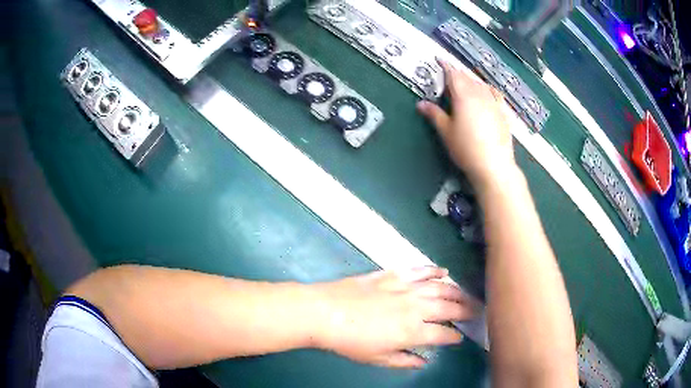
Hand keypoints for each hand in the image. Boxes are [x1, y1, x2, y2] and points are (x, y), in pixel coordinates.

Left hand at [311, 267, 477, 368]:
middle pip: (449, 308)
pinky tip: (444, 271)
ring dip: (457, 291)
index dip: (454, 337)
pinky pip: (420, 270)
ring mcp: (406, 288)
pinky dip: (434, 270)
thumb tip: (423, 361)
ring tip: (466, 294)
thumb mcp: (378, 359)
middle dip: (466, 311)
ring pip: (440, 288)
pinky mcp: (394, 274)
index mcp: (414, 332)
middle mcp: (417, 308)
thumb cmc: (351, 341)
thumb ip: (404, 361)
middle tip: (476, 311)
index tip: (459, 337)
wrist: (325, 312)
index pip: (444, 334)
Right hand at [417, 59, 515, 189]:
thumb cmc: (466, 148)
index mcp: (463, 96)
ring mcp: (494, 102)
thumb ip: (434, 114)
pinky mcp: (503, 112)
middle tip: (449, 75)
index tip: (439, 60)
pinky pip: (495, 93)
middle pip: (467, 77)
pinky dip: (488, 89)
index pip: (453, 74)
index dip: (445, 66)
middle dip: (457, 73)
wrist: (494, 165)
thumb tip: (420, 104)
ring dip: (471, 80)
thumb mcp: (446, 132)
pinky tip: (487, 92)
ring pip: (481, 84)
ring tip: (465, 83)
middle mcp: (480, 94)